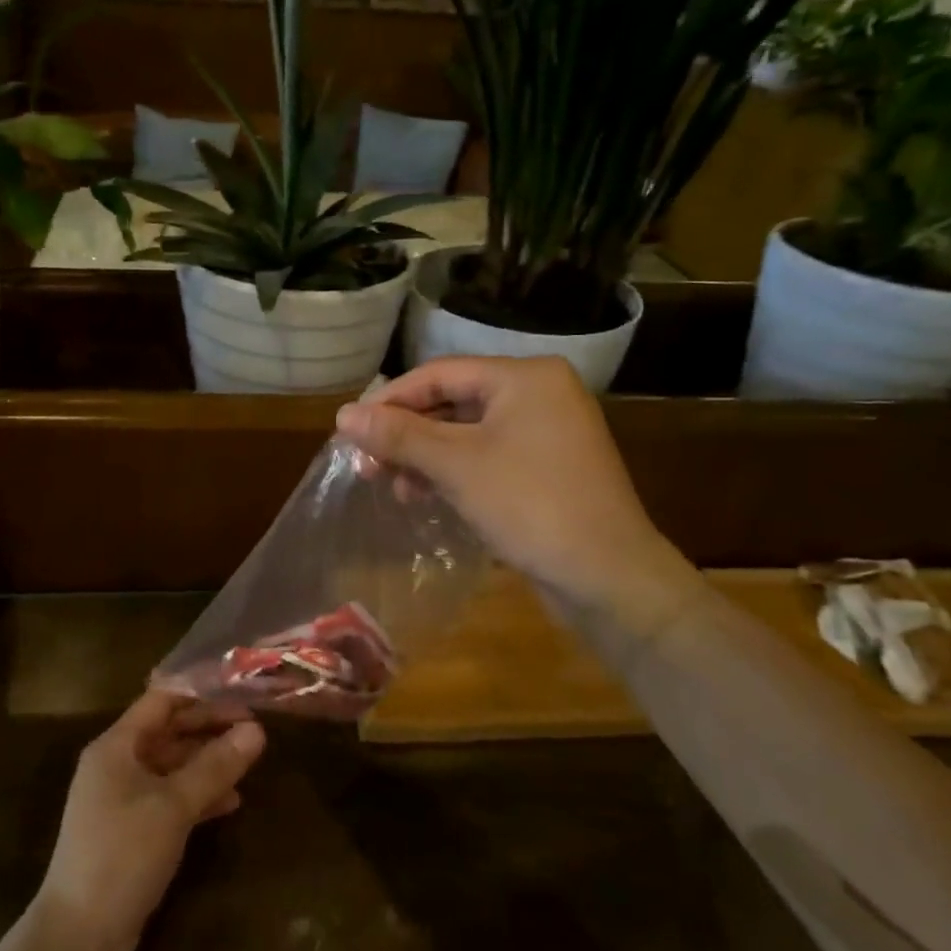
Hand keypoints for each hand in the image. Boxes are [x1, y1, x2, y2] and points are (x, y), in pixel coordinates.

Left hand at [35, 692, 264, 950]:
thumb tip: (257, 730)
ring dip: (209, 763)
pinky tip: (232, 802)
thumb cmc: (122, 856)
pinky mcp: (133, 833)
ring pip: (173, 767)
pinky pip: (171, 799)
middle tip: (255, 728)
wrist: (78, 939)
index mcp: (116, 746)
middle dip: (210, 728)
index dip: (201, 693)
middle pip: (169, 732)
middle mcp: (117, 766)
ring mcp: (123, 801)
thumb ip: (215, 766)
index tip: (241, 691)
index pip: (162, 701)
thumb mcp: (173, 806)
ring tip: (250, 762)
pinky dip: (199, 797)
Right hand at [336, 357, 701, 636]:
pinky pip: (487, 456)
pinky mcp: (547, 468)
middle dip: (406, 433)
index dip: (389, 400)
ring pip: (467, 433)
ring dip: (425, 456)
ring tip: (393, 486)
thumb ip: (398, 435)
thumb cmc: (530, 505)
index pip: (439, 374)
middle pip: (452, 401)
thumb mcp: (456, 465)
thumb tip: (342, 414)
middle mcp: (539, 394)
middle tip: (366, 462)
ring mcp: (547, 432)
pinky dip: (453, 472)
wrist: (608, 577)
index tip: (350, 429)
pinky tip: (424, 495)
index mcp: (524, 377)